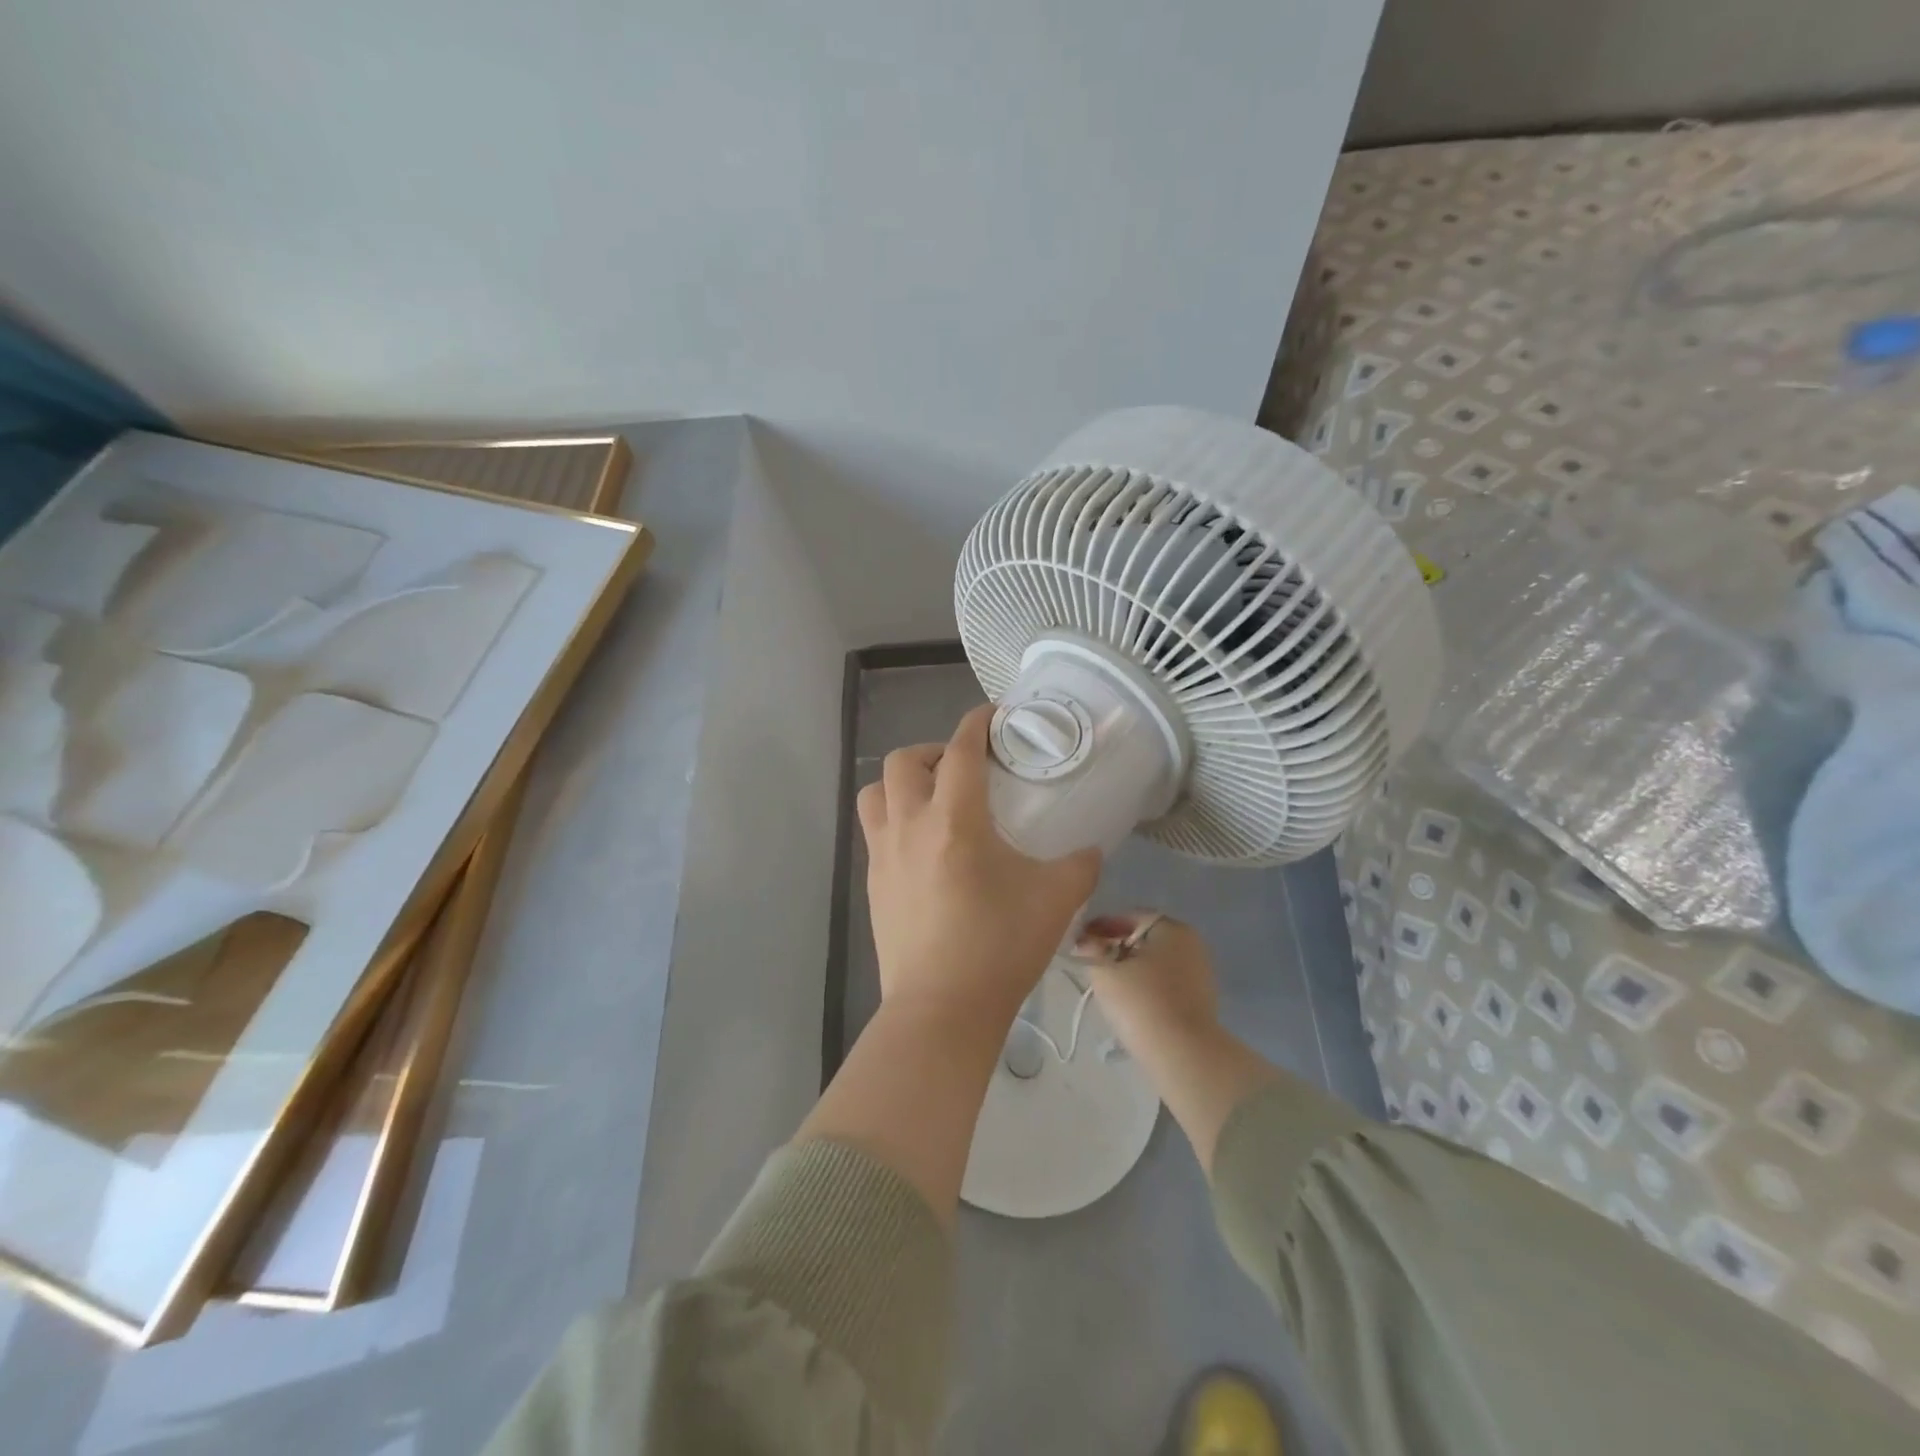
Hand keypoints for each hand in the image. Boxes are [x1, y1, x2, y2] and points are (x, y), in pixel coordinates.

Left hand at [858, 705, 1101, 1027]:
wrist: (942, 1009)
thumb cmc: (1000, 947)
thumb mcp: (1056, 900)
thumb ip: (1080, 864)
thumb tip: (1090, 849)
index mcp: (954, 819)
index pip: (962, 750)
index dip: (977, 723)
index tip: (993, 717)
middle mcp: (909, 825)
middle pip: (904, 761)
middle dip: (934, 751)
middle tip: (965, 771)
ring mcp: (883, 854)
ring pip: (876, 792)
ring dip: (903, 782)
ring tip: (934, 801)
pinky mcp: (872, 883)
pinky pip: (875, 830)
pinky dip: (895, 819)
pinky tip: (925, 848)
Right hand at [1076, 911, 1278, 1170]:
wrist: (1183, 1054)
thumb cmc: (1141, 1002)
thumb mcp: (1104, 971)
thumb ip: (1090, 949)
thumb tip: (1084, 940)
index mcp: (1171, 928)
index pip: (1130, 917)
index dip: (1102, 927)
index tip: (1081, 942)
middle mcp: (1191, 943)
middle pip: (1144, 939)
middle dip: (1117, 948)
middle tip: (1092, 963)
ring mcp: (1200, 973)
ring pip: (1155, 963)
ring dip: (1131, 969)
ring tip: (1108, 985)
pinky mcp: (1201, 1000)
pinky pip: (1166, 984)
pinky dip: (1147, 987)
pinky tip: (1130, 1003)